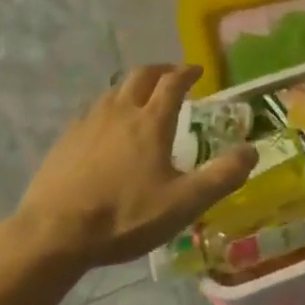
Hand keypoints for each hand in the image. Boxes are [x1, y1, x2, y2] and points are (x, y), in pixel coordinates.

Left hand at [11, 65, 255, 267]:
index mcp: (151, 121)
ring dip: (132, 86)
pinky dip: (108, 108)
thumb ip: (221, 177)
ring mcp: (88, 123)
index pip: (173, 82)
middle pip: (141, 75)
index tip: (197, 71)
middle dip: (160, 70)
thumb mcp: (183, 203)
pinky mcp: (65, 140)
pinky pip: (92, 110)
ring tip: (141, 98)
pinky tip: (106, 128)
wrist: (52, 234)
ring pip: (113, 90)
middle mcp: (120, 111)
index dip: (187, 72)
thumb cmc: (124, 216)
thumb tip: (252, 151)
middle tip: (172, 76)